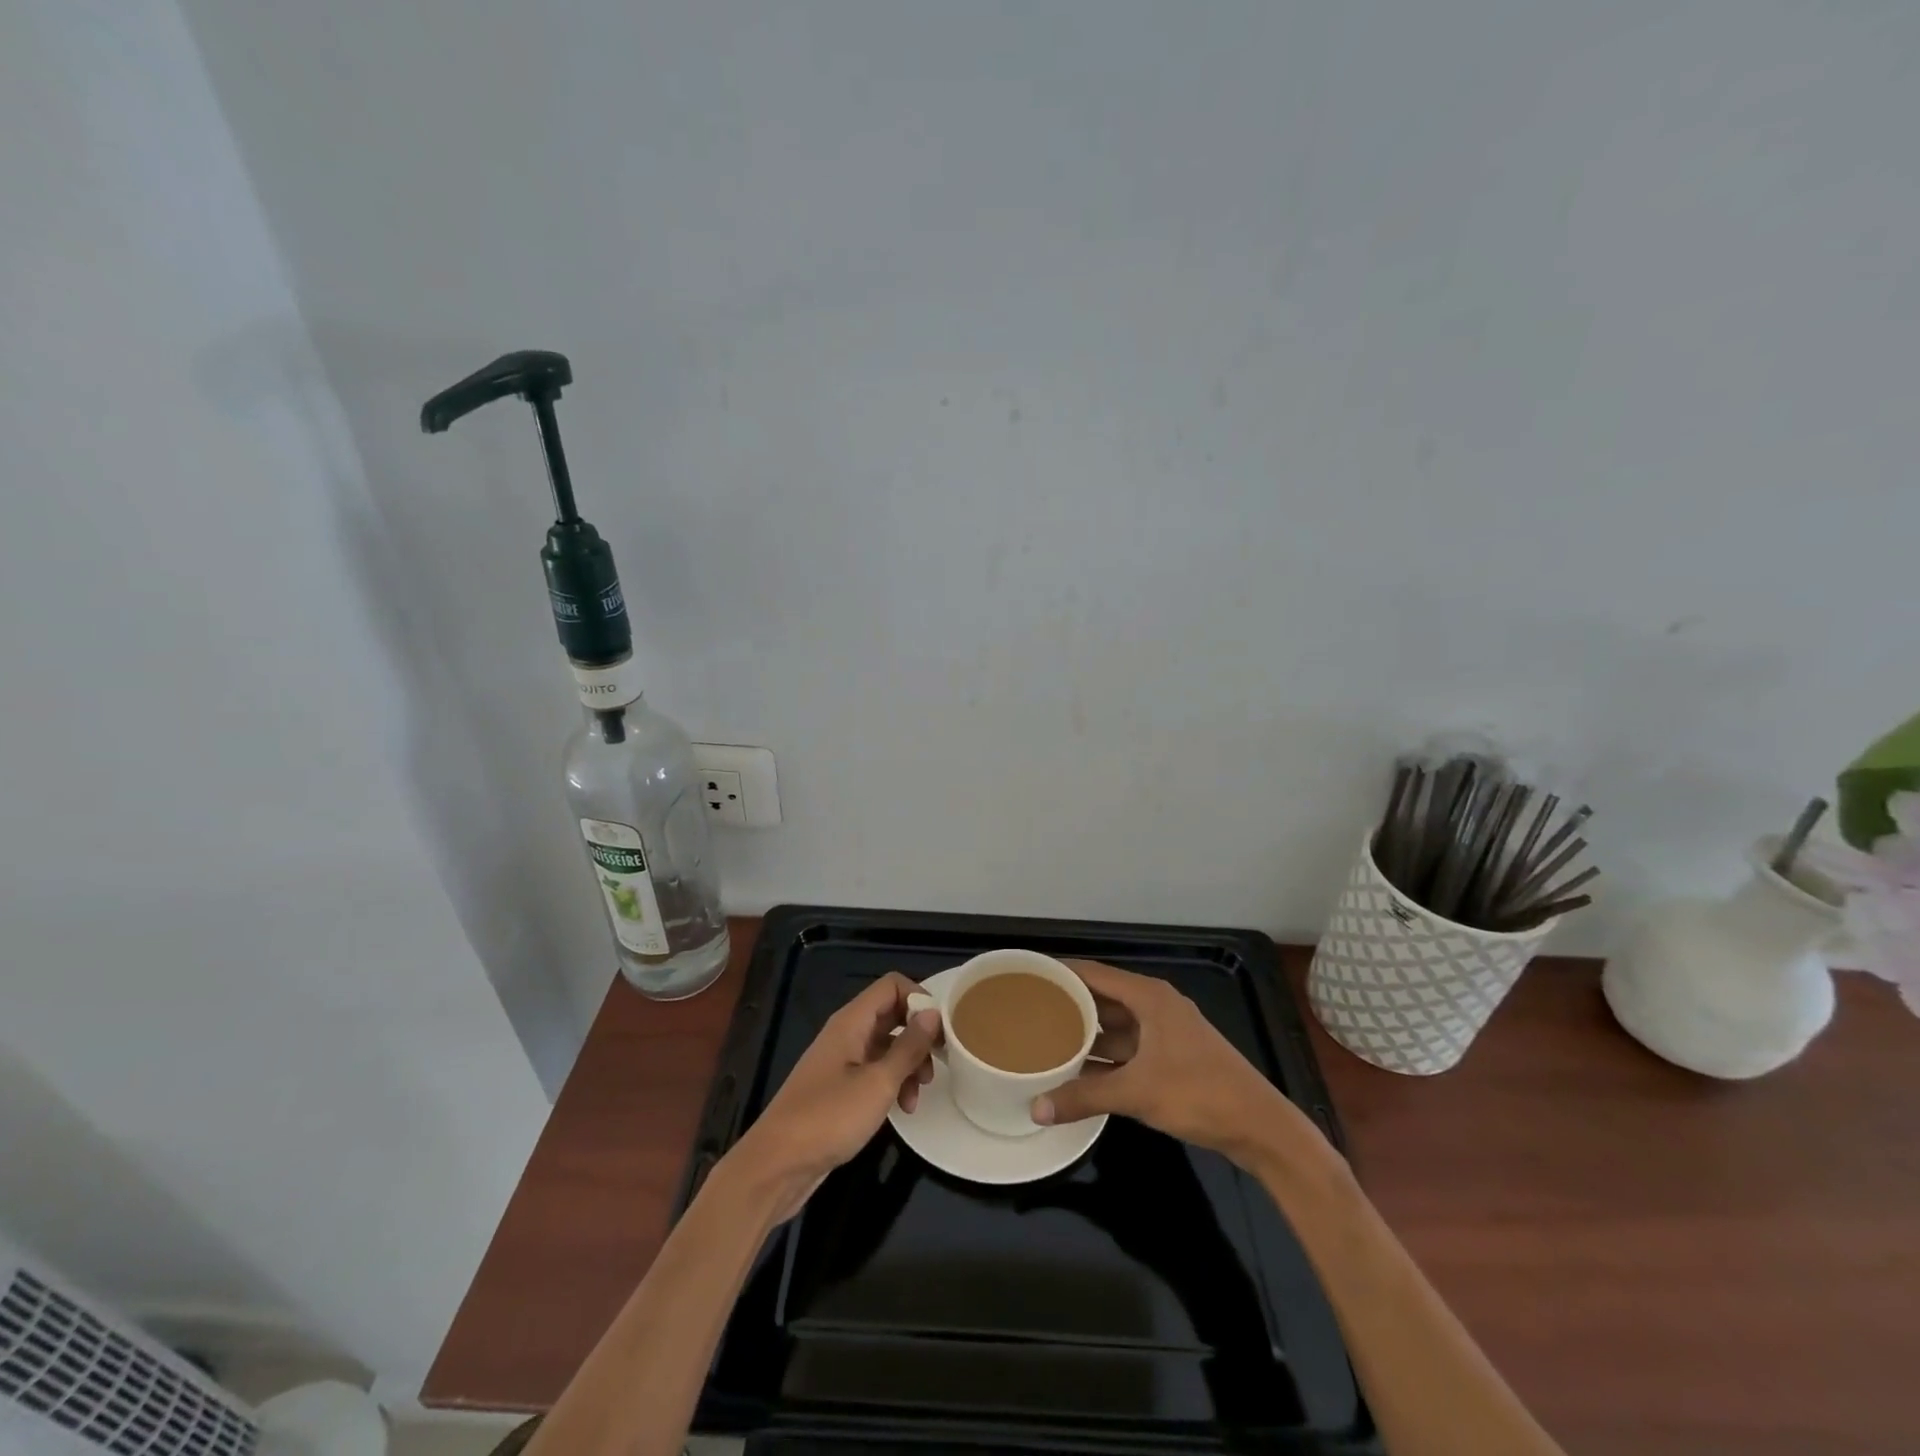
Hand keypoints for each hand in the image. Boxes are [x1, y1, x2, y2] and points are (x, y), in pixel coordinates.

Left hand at [728, 973, 939, 1217]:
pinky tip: (902, 1110)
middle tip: (940, 1062)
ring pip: (885, 1046)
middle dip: (918, 1035)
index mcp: (851, 1022)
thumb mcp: (878, 1083)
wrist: (776, 1166)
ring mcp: (840, 1061)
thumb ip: (909, 1047)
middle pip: (891, 1015)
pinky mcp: (838, 1089)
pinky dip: (892, 1083)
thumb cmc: (829, 1118)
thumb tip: (932, 1014)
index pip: (892, 985)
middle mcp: (845, 1033)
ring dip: (908, 1064)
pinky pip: (874, 1071)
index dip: (919, 999)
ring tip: (919, 1095)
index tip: (940, 1030)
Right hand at [1032, 960, 1316, 1162]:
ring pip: (1115, 1025)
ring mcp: (1165, 1032)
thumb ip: (1084, 1097)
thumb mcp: (1136, 1093)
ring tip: (1045, 1040)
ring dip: (1086, 1033)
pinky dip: (1105, 1056)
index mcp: (1149, 997)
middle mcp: (1155, 1006)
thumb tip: (1035, 1109)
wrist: (1260, 1127)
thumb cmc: (1199, 1094)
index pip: (1093, 973)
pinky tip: (1079, 1070)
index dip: (1061, 973)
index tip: (1027, 977)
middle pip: (1103, 998)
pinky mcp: (1171, 1057)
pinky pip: (1128, 1047)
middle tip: (1029, 1012)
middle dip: (1069, 1005)